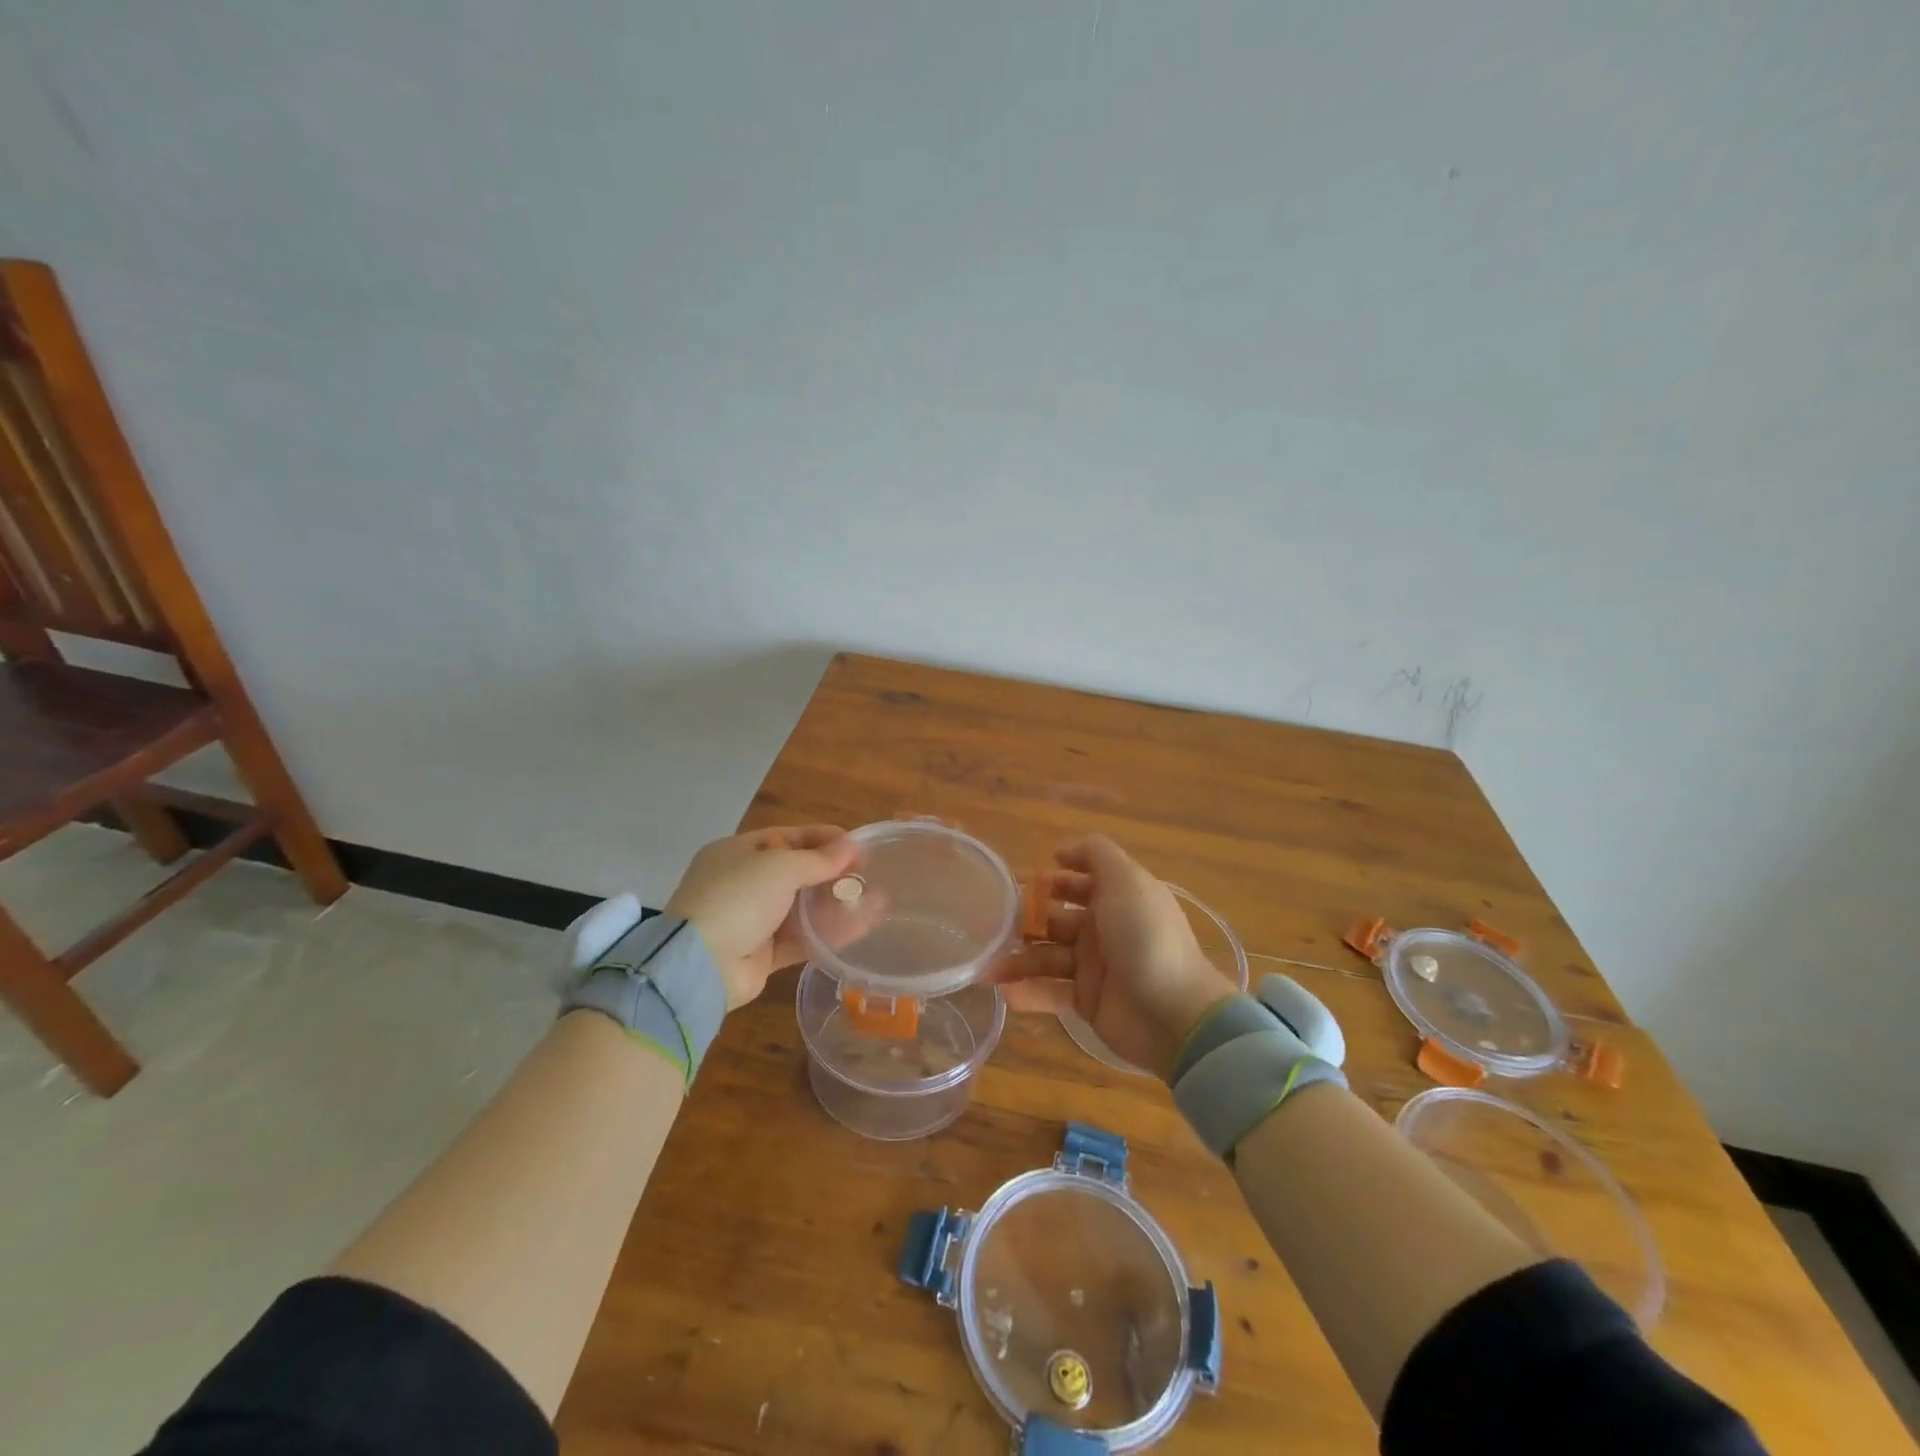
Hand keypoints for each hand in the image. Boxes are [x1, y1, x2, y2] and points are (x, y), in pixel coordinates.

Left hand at [665, 826, 857, 1009]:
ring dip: (837, 904)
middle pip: (797, 872)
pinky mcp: (763, 953)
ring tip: (876, 901)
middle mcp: (744, 882)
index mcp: (738, 852)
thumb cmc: (737, 898)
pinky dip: (829, 933)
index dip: (823, 838)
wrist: (701, 964)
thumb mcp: (779, 867)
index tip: (857, 845)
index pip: (788, 837)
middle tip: (869, 875)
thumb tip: (851, 846)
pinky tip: (861, 927)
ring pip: (803, 908)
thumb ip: (818, 859)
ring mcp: (752, 920)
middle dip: (833, 873)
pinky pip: (802, 937)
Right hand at [987, 835, 1238, 1078]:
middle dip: (1024, 919)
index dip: (1052, 879)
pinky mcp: (1086, 1001)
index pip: (1078, 881)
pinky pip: (1049, 991)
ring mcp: (1094, 966)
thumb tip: (1061, 851)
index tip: (1022, 881)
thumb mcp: (1126, 880)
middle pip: (1054, 917)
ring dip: (1017, 958)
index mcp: (1115, 897)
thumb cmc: (1145, 936)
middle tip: (991, 925)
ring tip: (988, 966)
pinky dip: (1027, 991)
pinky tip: (1006, 991)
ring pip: (1045, 955)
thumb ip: (1096, 853)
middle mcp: (1103, 928)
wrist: (1173, 1012)